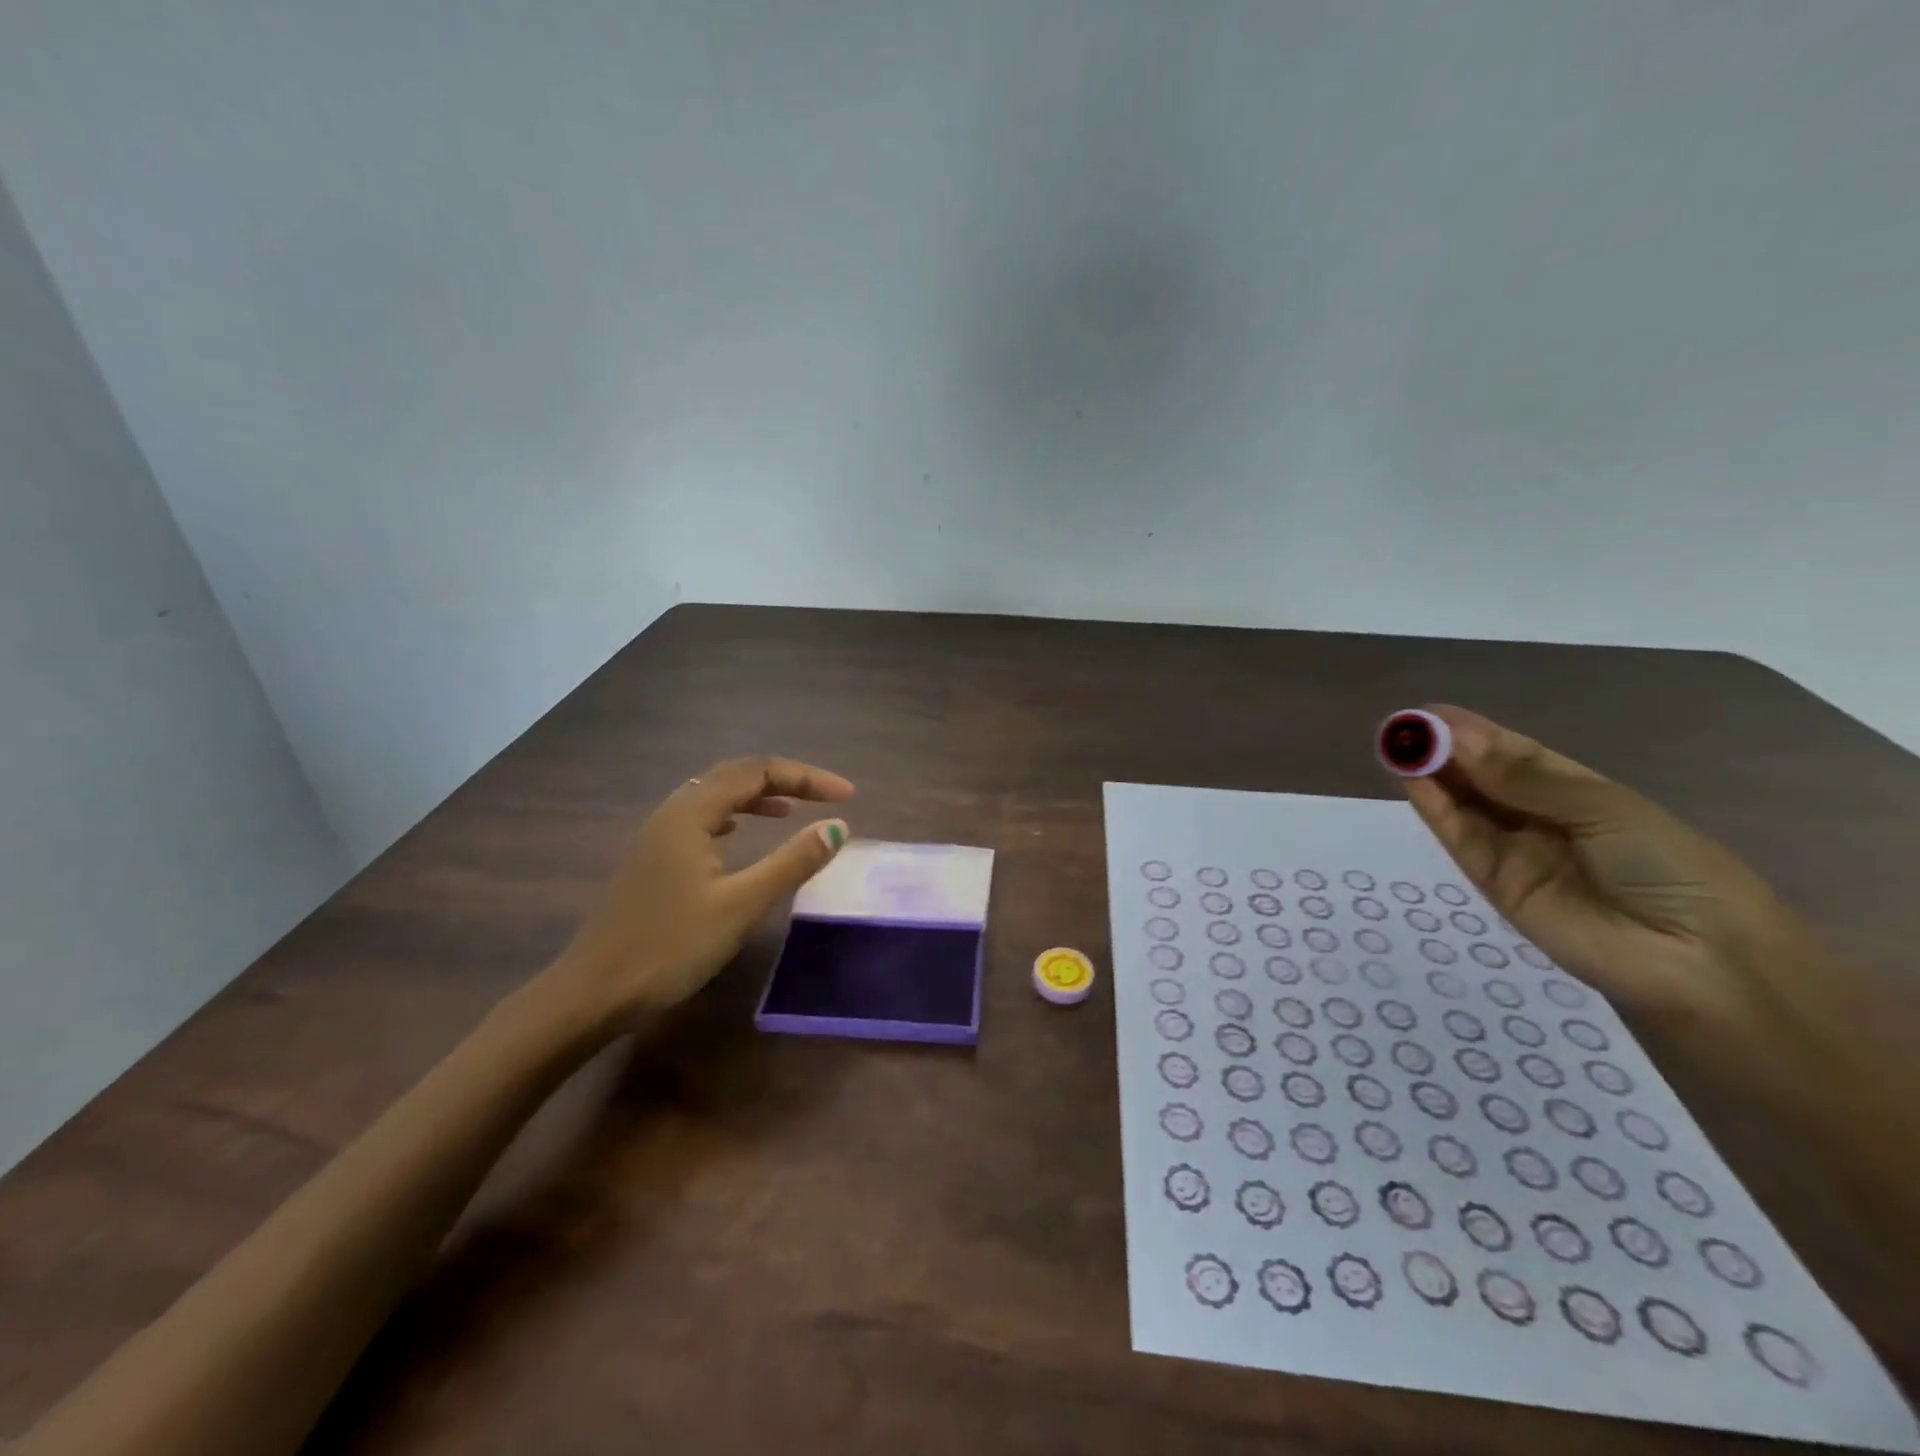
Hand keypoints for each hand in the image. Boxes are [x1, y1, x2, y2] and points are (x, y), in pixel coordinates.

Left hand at [551, 757, 853, 1024]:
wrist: (592, 994)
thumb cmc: (669, 946)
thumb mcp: (741, 905)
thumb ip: (791, 862)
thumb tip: (838, 826)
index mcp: (690, 813)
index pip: (757, 771)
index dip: (806, 777)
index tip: (847, 797)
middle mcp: (672, 813)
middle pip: (735, 775)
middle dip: (785, 780)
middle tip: (826, 797)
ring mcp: (658, 836)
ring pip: (715, 796)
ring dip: (758, 796)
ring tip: (792, 810)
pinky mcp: (654, 860)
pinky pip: (702, 819)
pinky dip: (734, 815)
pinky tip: (741, 834)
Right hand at [1394, 705, 1823, 1073]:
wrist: (1696, 962)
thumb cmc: (1671, 869)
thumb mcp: (1606, 809)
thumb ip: (1524, 779)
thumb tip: (1457, 741)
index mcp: (1580, 792)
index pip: (1516, 754)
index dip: (1474, 733)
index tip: (1431, 713)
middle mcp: (1541, 818)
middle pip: (1482, 777)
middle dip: (1444, 749)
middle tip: (1402, 726)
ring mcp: (1515, 851)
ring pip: (1464, 805)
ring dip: (1430, 774)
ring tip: (1395, 744)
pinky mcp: (1493, 883)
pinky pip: (1459, 838)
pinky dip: (1433, 808)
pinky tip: (1410, 779)